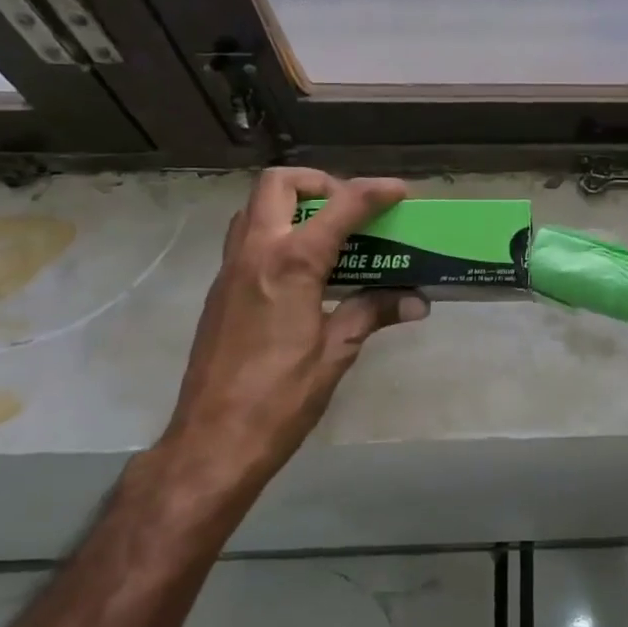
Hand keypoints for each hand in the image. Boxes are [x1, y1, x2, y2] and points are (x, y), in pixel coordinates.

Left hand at [157, 169, 427, 502]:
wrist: (211, 443)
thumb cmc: (280, 399)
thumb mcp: (335, 353)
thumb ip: (373, 313)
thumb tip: (417, 301)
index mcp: (290, 263)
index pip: (340, 207)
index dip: (374, 192)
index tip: (399, 192)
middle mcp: (255, 252)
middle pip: (279, 184)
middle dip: (320, 182)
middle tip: (350, 209)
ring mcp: (230, 269)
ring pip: (255, 207)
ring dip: (294, 205)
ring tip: (329, 234)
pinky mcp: (220, 290)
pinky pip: (246, 237)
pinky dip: (278, 232)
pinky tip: (304, 270)